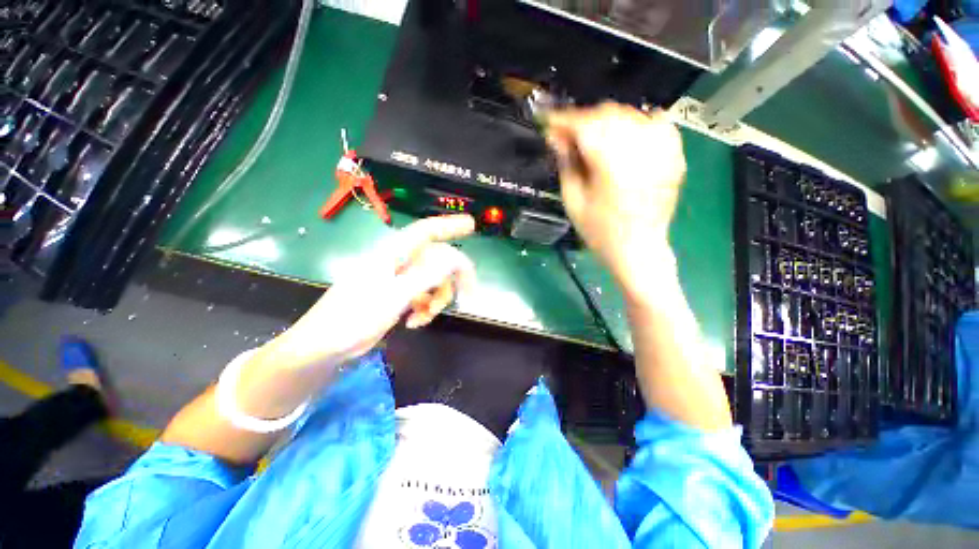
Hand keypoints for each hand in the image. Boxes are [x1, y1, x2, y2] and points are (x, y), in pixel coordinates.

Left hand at [260, 215, 476, 370]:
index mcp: (393, 253)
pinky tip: (414, 322)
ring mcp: (399, 280)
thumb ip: (426, 276)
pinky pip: (424, 296)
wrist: (326, 347)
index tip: (472, 226)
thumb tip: (455, 258)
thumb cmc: (353, 317)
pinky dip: (426, 309)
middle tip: (469, 295)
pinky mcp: (399, 296)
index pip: (426, 231)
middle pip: (437, 259)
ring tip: (425, 316)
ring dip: (437, 299)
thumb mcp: (394, 296)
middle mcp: (398, 262)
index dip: (450, 225)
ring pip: (434, 280)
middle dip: (452, 278)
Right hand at [546, 103, 685, 296]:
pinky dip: (637, 122)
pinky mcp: (673, 155)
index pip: (584, 126)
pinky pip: (656, 123)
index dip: (563, 120)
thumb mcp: (573, 201)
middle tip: (567, 135)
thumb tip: (557, 139)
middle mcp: (639, 149)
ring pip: (630, 115)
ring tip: (591, 137)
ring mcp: (661, 150)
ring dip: (605, 121)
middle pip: (607, 114)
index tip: (548, 122)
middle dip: (583, 120)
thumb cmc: (600, 232)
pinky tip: (625, 133)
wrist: (638, 249)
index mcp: (611, 164)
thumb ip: (566, 165)